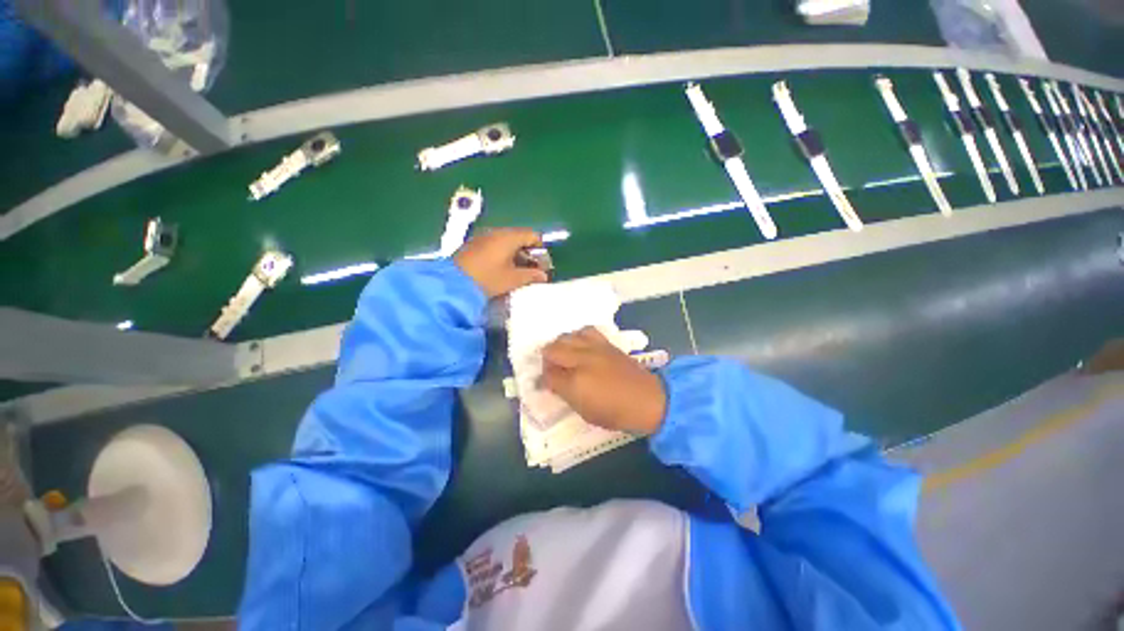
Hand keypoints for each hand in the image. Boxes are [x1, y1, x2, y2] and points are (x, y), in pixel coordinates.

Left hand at [454, 228, 548, 297]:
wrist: (453, 283)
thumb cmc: (487, 279)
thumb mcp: (512, 279)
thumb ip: (531, 276)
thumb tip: (544, 276)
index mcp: (509, 237)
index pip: (532, 235)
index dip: (541, 249)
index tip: (543, 264)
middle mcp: (497, 232)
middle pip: (519, 237)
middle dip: (529, 253)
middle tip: (533, 270)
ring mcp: (484, 237)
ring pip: (507, 241)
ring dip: (516, 254)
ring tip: (519, 272)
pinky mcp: (474, 245)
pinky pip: (495, 245)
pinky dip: (503, 254)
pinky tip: (503, 269)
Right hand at [540, 327, 667, 435]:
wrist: (647, 400)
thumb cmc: (615, 412)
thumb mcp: (585, 412)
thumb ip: (565, 394)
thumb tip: (552, 382)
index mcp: (575, 382)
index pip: (548, 374)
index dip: (544, 378)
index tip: (546, 382)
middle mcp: (581, 360)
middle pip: (553, 349)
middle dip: (548, 358)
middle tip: (553, 369)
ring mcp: (594, 348)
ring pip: (566, 336)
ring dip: (561, 345)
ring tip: (565, 355)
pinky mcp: (605, 343)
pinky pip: (585, 331)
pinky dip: (578, 336)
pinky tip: (581, 345)